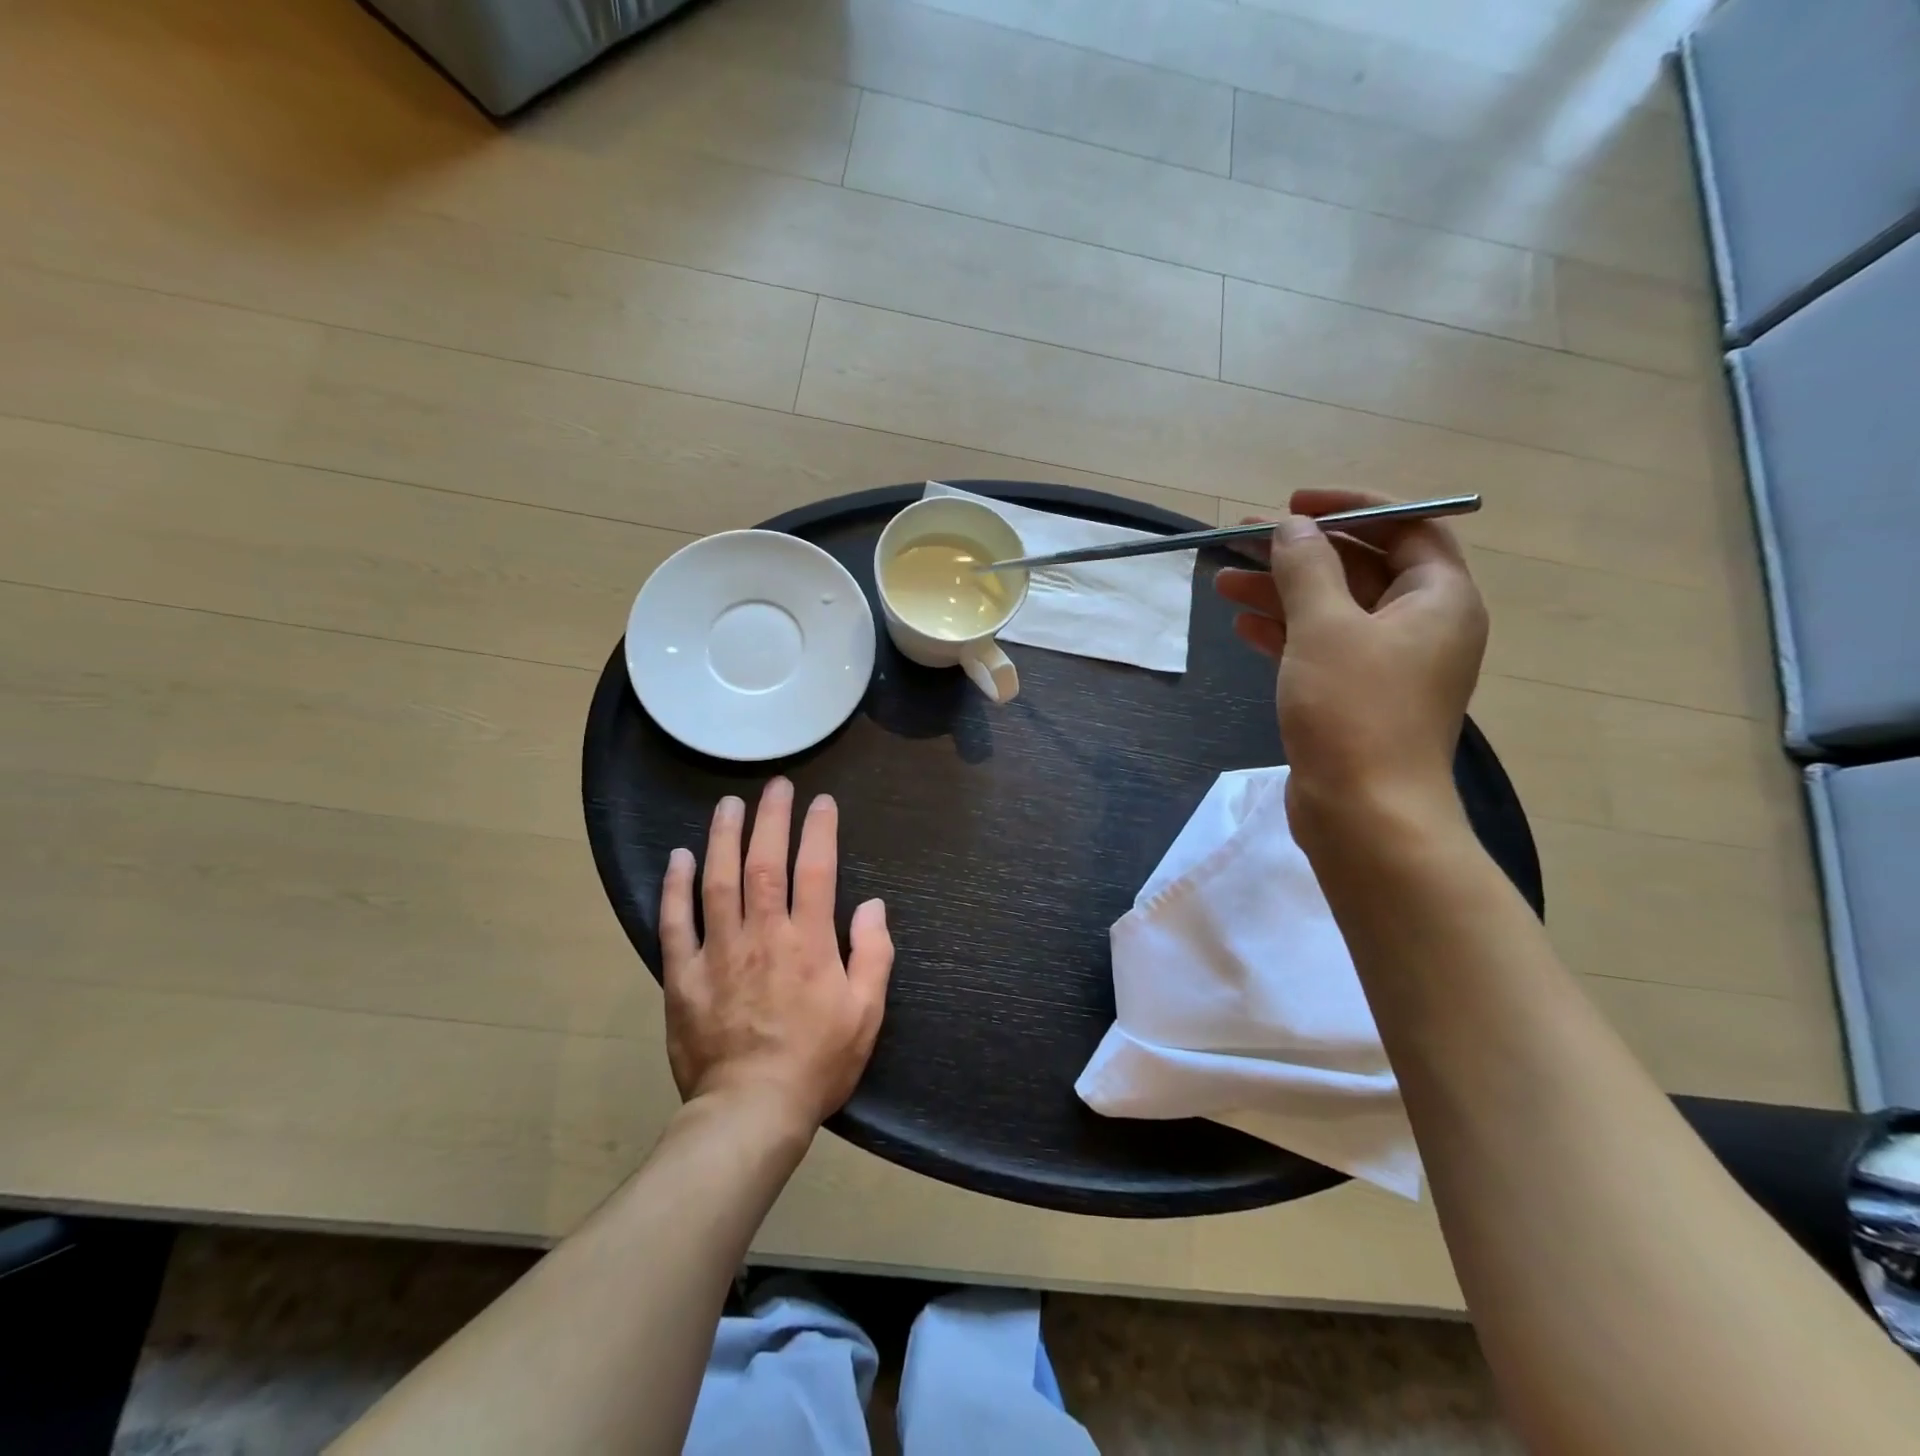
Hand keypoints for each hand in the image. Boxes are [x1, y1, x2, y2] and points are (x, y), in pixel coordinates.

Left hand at [660, 779, 893, 1128]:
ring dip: (724, 838)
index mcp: (809, 943)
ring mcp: (719, 952)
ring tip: (728, 805)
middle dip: (771, 819)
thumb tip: (874, 906)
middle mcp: (763, 935)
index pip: (817, 870)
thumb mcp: (866, 1014)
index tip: (821, 802)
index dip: (820, 831)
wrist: (751, 1111)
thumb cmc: (817, 1062)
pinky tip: (679, 857)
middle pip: (765, 863)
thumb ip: (873, 955)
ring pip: (719, 882)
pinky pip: (675, 923)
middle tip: (776, 786)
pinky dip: (676, 887)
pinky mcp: (684, 976)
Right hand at [1213, 488, 1487, 836]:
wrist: (1364, 814)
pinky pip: (1320, 647)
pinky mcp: (1355, 696)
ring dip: (1280, 591)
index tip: (1292, 504)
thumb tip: (1291, 527)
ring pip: (1332, 609)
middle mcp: (1421, 625)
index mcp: (1439, 598)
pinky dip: (1283, 632)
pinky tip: (1242, 624)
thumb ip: (1306, 567)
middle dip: (1299, 551)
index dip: (1349, 506)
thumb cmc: (1354, 711)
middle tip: (1240, 540)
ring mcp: (1387, 664)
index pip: (1405, 525)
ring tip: (1223, 580)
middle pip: (1359, 567)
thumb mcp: (1325, 627)